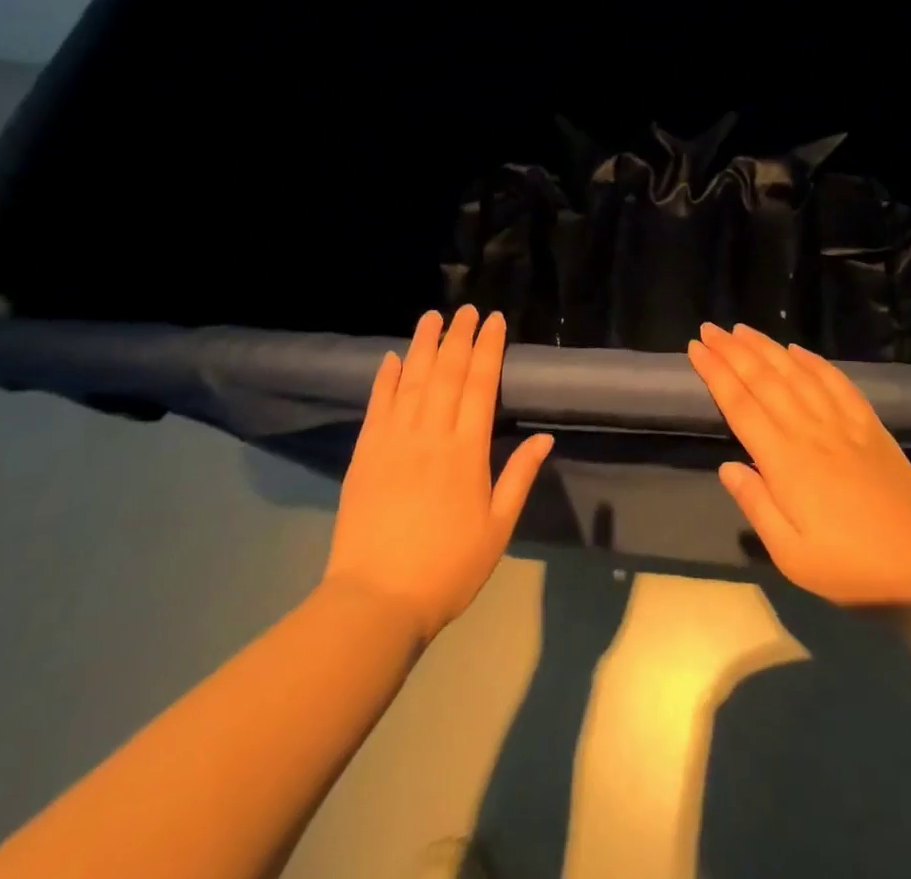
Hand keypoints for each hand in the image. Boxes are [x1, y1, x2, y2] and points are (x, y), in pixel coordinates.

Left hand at [324, 307, 552, 641]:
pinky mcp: (365, 455)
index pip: (480, 385)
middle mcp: (430, 435)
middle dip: (459, 337)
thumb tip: (545, 437)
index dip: (489, 349)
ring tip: (432, 317)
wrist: (376, 601)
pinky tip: (392, 358)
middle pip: (446, 373)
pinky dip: (385, 379)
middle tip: (467, 308)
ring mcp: (393, 442)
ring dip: (423, 345)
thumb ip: (519, 477)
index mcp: (466, 451)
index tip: (494, 321)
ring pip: (412, 381)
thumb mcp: (498, 528)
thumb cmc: (448, 568)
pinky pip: (377, 407)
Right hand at [688, 323, 910, 612]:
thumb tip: (727, 466)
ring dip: (767, 347)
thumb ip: (757, 506)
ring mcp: (842, 423)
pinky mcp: (869, 424)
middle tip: (710, 328)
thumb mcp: (792, 556)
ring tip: (742, 329)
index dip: (716, 374)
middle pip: (764, 380)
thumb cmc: (853, 570)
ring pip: (796, 373)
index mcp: (785, 461)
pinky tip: (798, 349)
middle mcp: (810, 430)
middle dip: (733, 351)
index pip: (741, 405)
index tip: (696, 348)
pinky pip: (836, 381)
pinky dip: (814, 361)